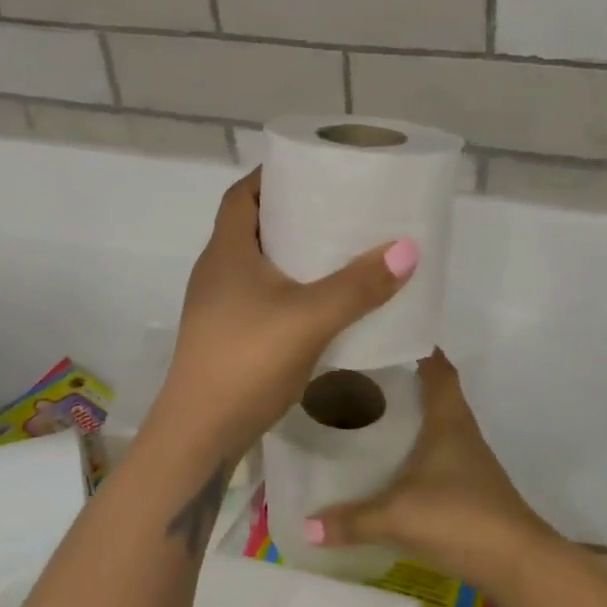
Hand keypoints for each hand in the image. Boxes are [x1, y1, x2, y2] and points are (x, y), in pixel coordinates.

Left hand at [151, 169, 418, 464]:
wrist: (199, 435)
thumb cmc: (246, 362)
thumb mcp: (309, 318)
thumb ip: (358, 285)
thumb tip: (407, 248)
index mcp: (226, 252)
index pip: (242, 195)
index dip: (271, 176)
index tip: (311, 170)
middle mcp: (216, 272)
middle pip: (252, 226)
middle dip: (292, 213)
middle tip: (337, 209)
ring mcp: (218, 307)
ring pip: (258, 264)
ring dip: (292, 253)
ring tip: (338, 250)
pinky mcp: (228, 336)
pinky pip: (262, 295)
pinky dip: (290, 288)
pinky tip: (323, 303)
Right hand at [304, 349, 556, 595]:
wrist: (517, 564)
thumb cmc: (459, 517)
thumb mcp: (396, 517)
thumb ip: (351, 520)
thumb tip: (305, 526)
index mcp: (448, 419)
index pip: (437, 367)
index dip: (418, 347)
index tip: (386, 336)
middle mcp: (461, 430)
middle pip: (436, 390)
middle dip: (404, 379)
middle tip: (362, 374)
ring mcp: (470, 459)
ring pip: (437, 422)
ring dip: (411, 414)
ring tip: (369, 412)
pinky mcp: (471, 485)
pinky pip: (439, 451)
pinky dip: (417, 447)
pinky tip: (392, 462)